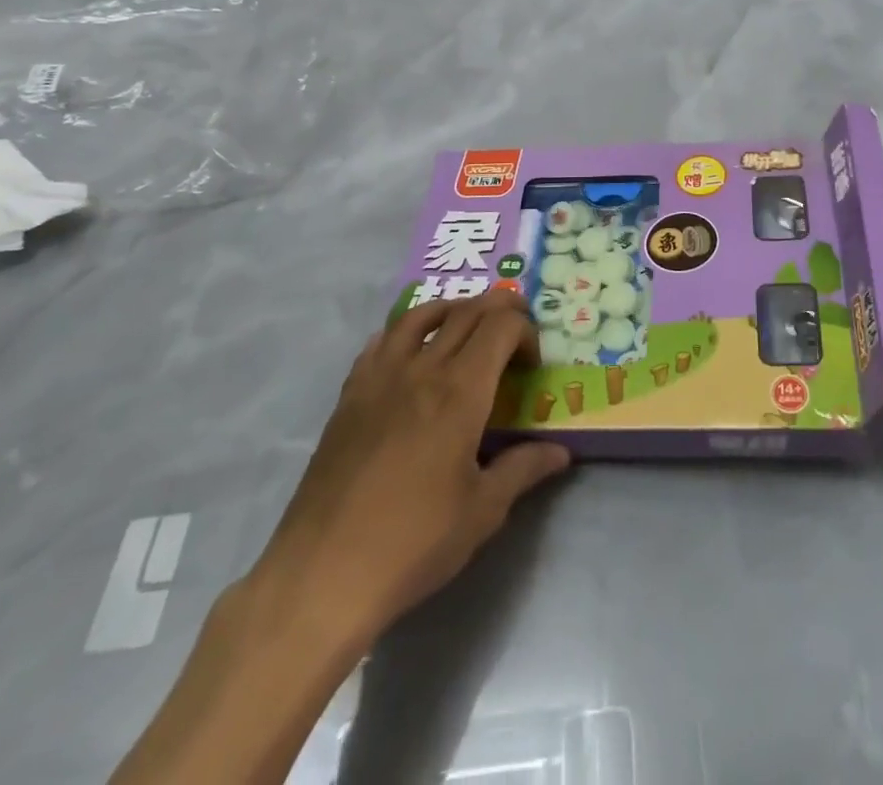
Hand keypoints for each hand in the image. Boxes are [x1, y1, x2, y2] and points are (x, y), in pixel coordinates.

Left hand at [252, 290, 570, 645]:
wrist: (323, 573)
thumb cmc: (413, 542)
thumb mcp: (482, 511)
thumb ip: (523, 469)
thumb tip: (559, 452)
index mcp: (460, 391)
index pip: (501, 327)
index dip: (525, 332)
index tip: (531, 366)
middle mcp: (422, 369)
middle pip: (466, 312)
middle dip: (499, 309)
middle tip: (514, 332)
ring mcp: (380, 377)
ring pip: (420, 315)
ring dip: (453, 309)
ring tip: (467, 325)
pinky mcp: (350, 395)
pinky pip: (381, 341)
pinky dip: (406, 331)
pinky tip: (412, 354)